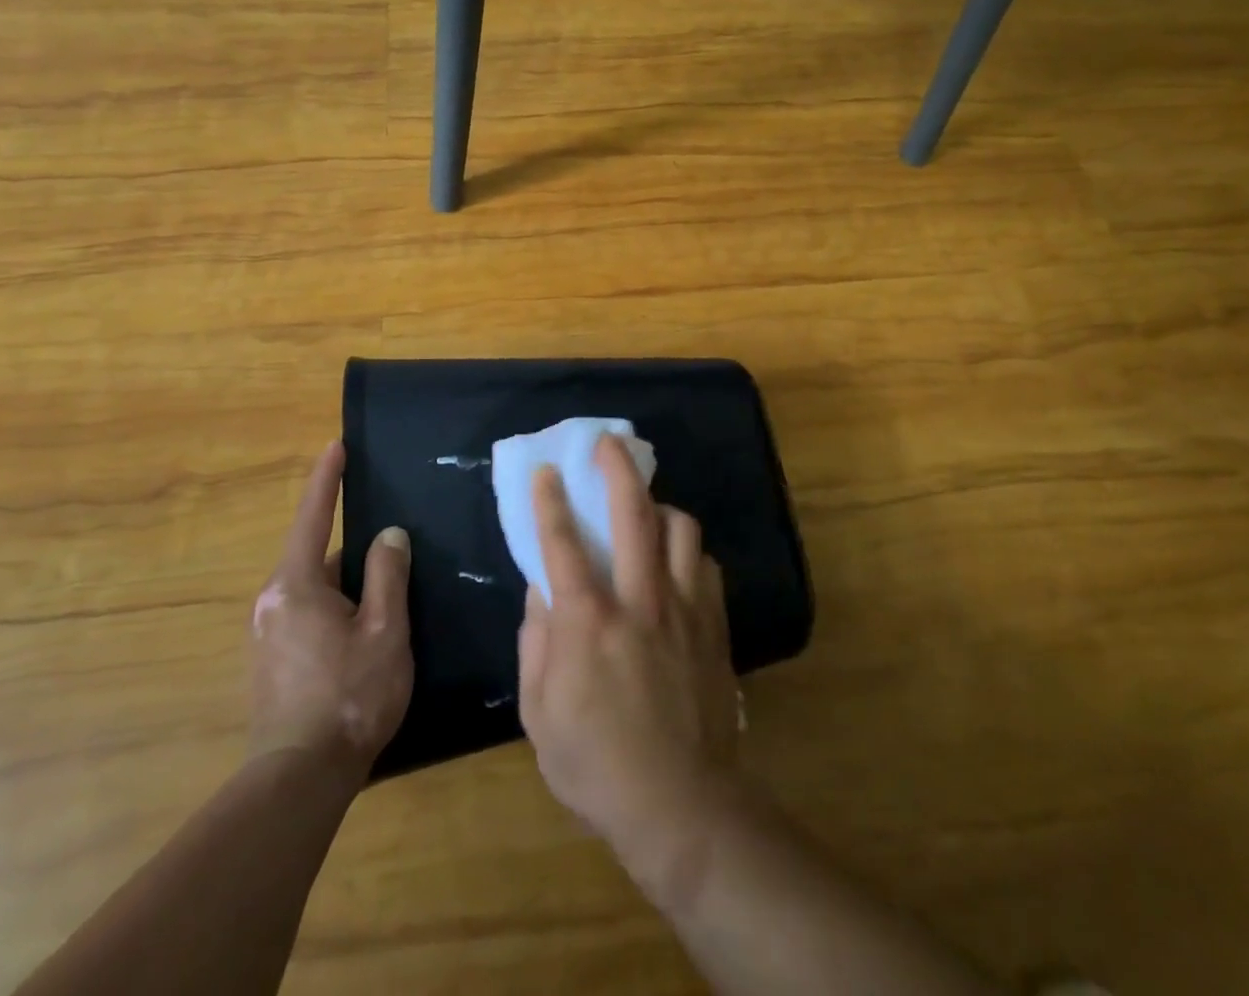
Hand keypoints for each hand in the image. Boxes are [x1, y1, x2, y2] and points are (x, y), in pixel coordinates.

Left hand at [250, 441, 413, 771]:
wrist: (299, 779)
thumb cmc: (349, 696)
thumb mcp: (383, 630)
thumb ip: (388, 574)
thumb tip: (388, 535)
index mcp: (296, 585)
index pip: (312, 516)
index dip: (326, 479)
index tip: (336, 445)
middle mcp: (271, 602)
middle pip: (317, 556)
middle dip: (353, 551)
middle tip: (392, 551)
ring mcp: (265, 634)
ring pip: (314, 589)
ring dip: (346, 585)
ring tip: (385, 596)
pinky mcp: (269, 662)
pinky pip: (307, 614)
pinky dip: (335, 609)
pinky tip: (362, 633)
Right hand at [517, 435, 739, 868]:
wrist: (681, 804)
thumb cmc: (596, 764)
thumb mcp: (539, 714)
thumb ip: (534, 643)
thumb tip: (539, 591)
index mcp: (588, 623)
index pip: (562, 544)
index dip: (550, 501)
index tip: (546, 471)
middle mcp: (639, 600)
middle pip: (632, 514)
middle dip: (617, 468)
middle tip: (608, 444)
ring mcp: (684, 609)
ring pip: (680, 529)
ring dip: (660, 506)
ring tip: (646, 508)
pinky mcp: (714, 624)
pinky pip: (705, 564)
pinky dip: (687, 551)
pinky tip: (677, 561)